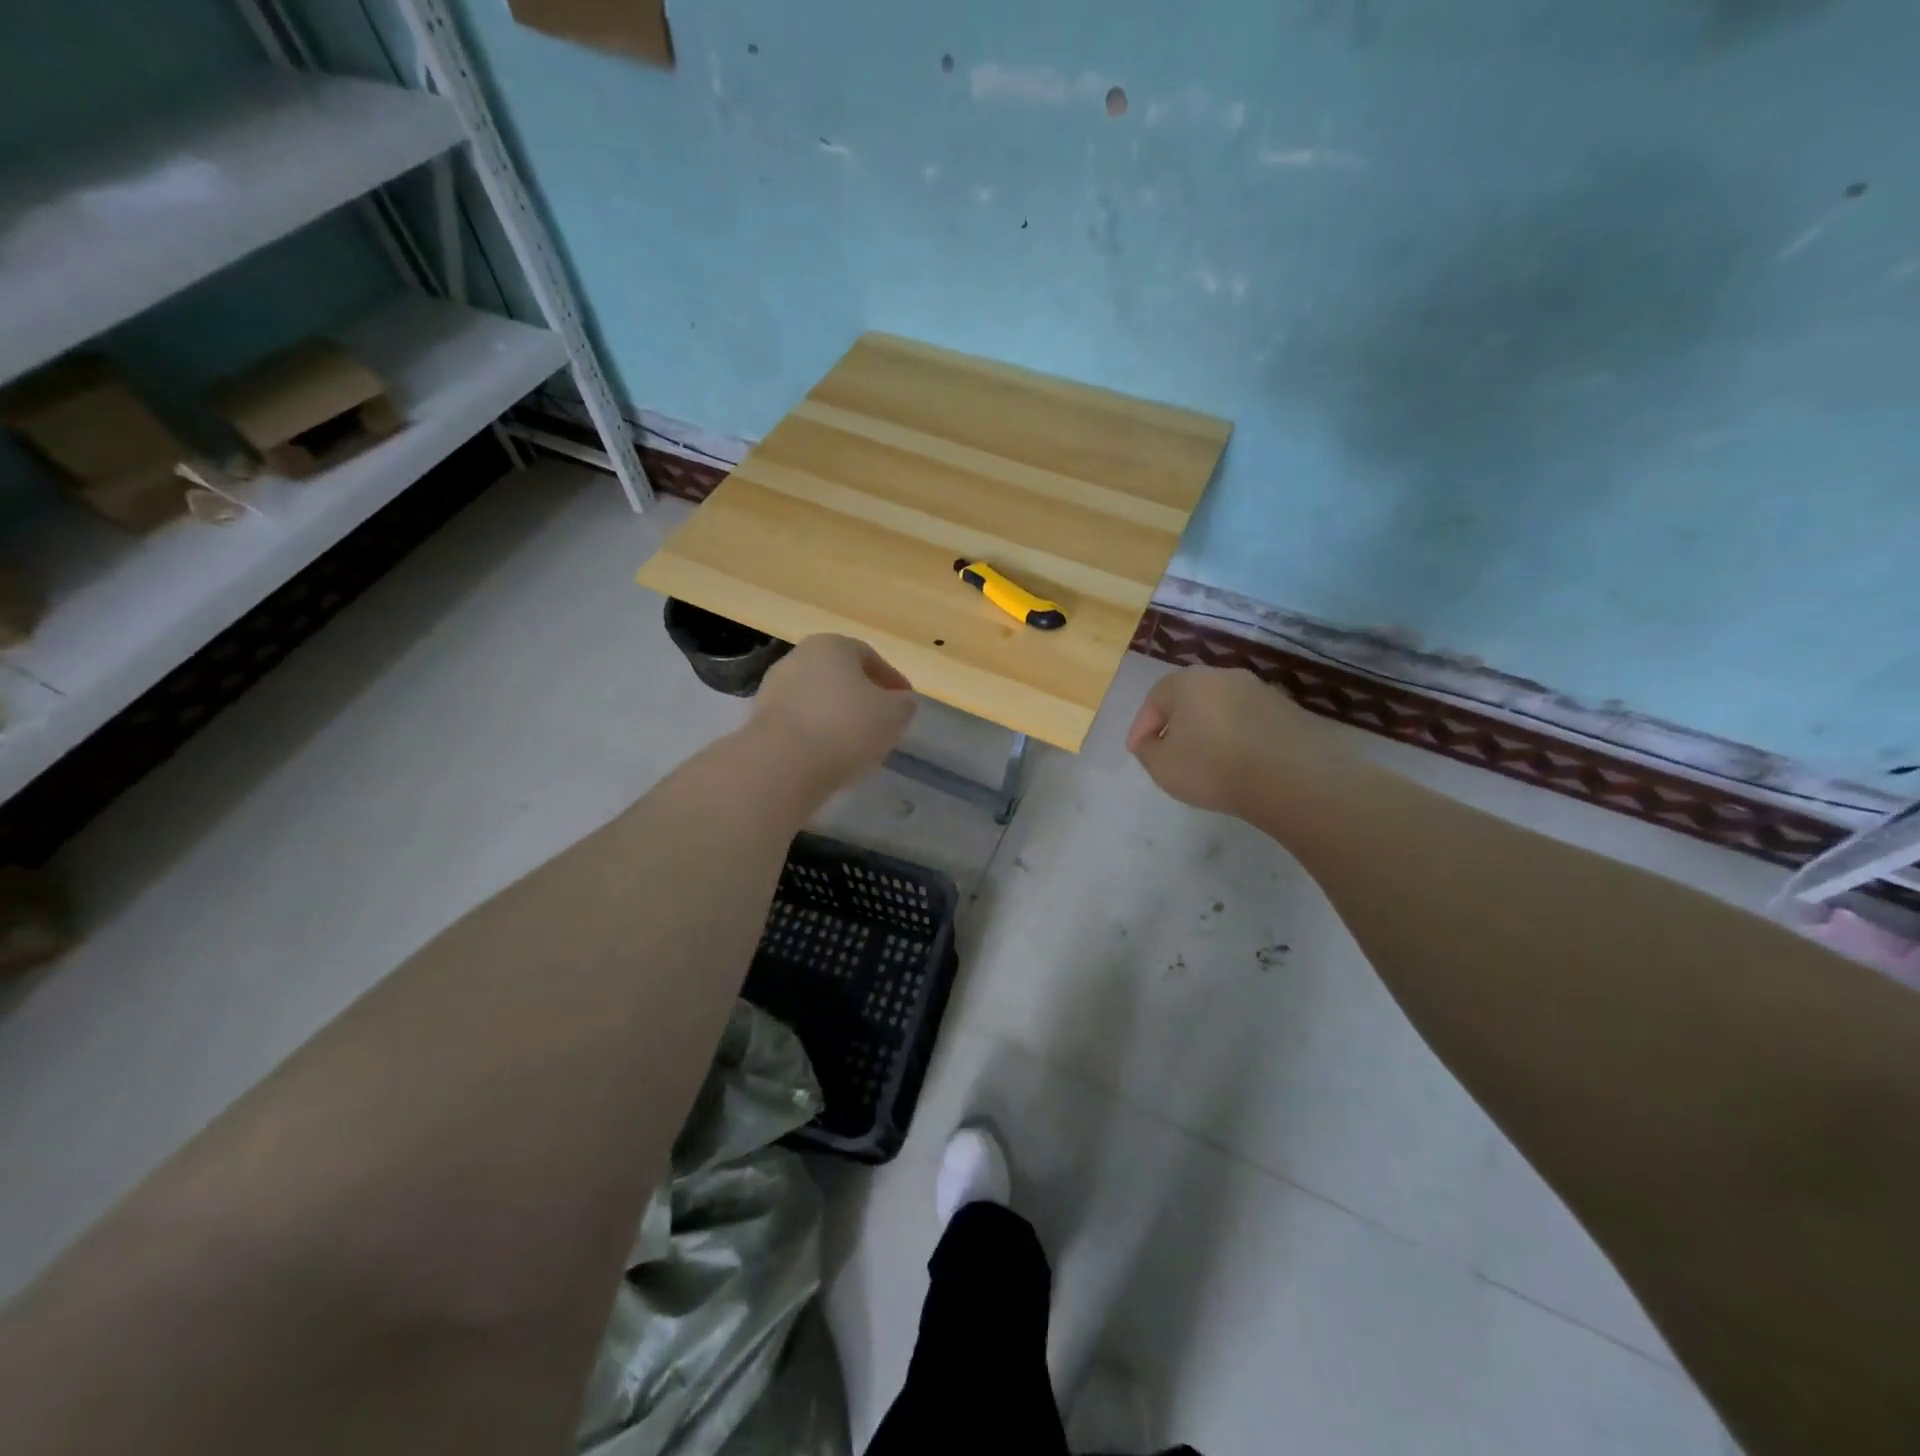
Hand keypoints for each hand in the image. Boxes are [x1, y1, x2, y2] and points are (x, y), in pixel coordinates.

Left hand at [749, 635, 916, 799]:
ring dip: (838, 716)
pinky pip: (800, 722)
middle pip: (840, 675)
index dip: (892, 680)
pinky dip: (817, 733)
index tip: (905, 704)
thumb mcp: (894, 714)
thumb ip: (904, 703)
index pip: (870, 657)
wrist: (782, 764)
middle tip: (881, 722)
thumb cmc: (846, 727)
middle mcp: (799, 657)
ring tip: (856, 744)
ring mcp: (774, 688)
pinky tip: (829, 754)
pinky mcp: (760, 719)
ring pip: (818, 699)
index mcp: (832, 645)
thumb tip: (900, 701)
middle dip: (862, 696)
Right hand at [1125, 667, 1325, 815]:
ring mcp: (1261, 691)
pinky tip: (1238, 762)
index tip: (1137, 751)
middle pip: (1190, 698)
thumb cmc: (1213, 767)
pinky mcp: (1288, 711)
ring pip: (1222, 708)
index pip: (1154, 698)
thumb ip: (1147, 750)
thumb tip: (1152, 740)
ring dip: (1209, 730)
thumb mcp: (1161, 766)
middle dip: (1176, 724)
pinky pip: (1249, 722)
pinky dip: (1237, 738)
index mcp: (1189, 681)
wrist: (1290, 778)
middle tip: (1169, 752)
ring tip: (1206, 760)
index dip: (1141, 726)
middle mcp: (1225, 676)